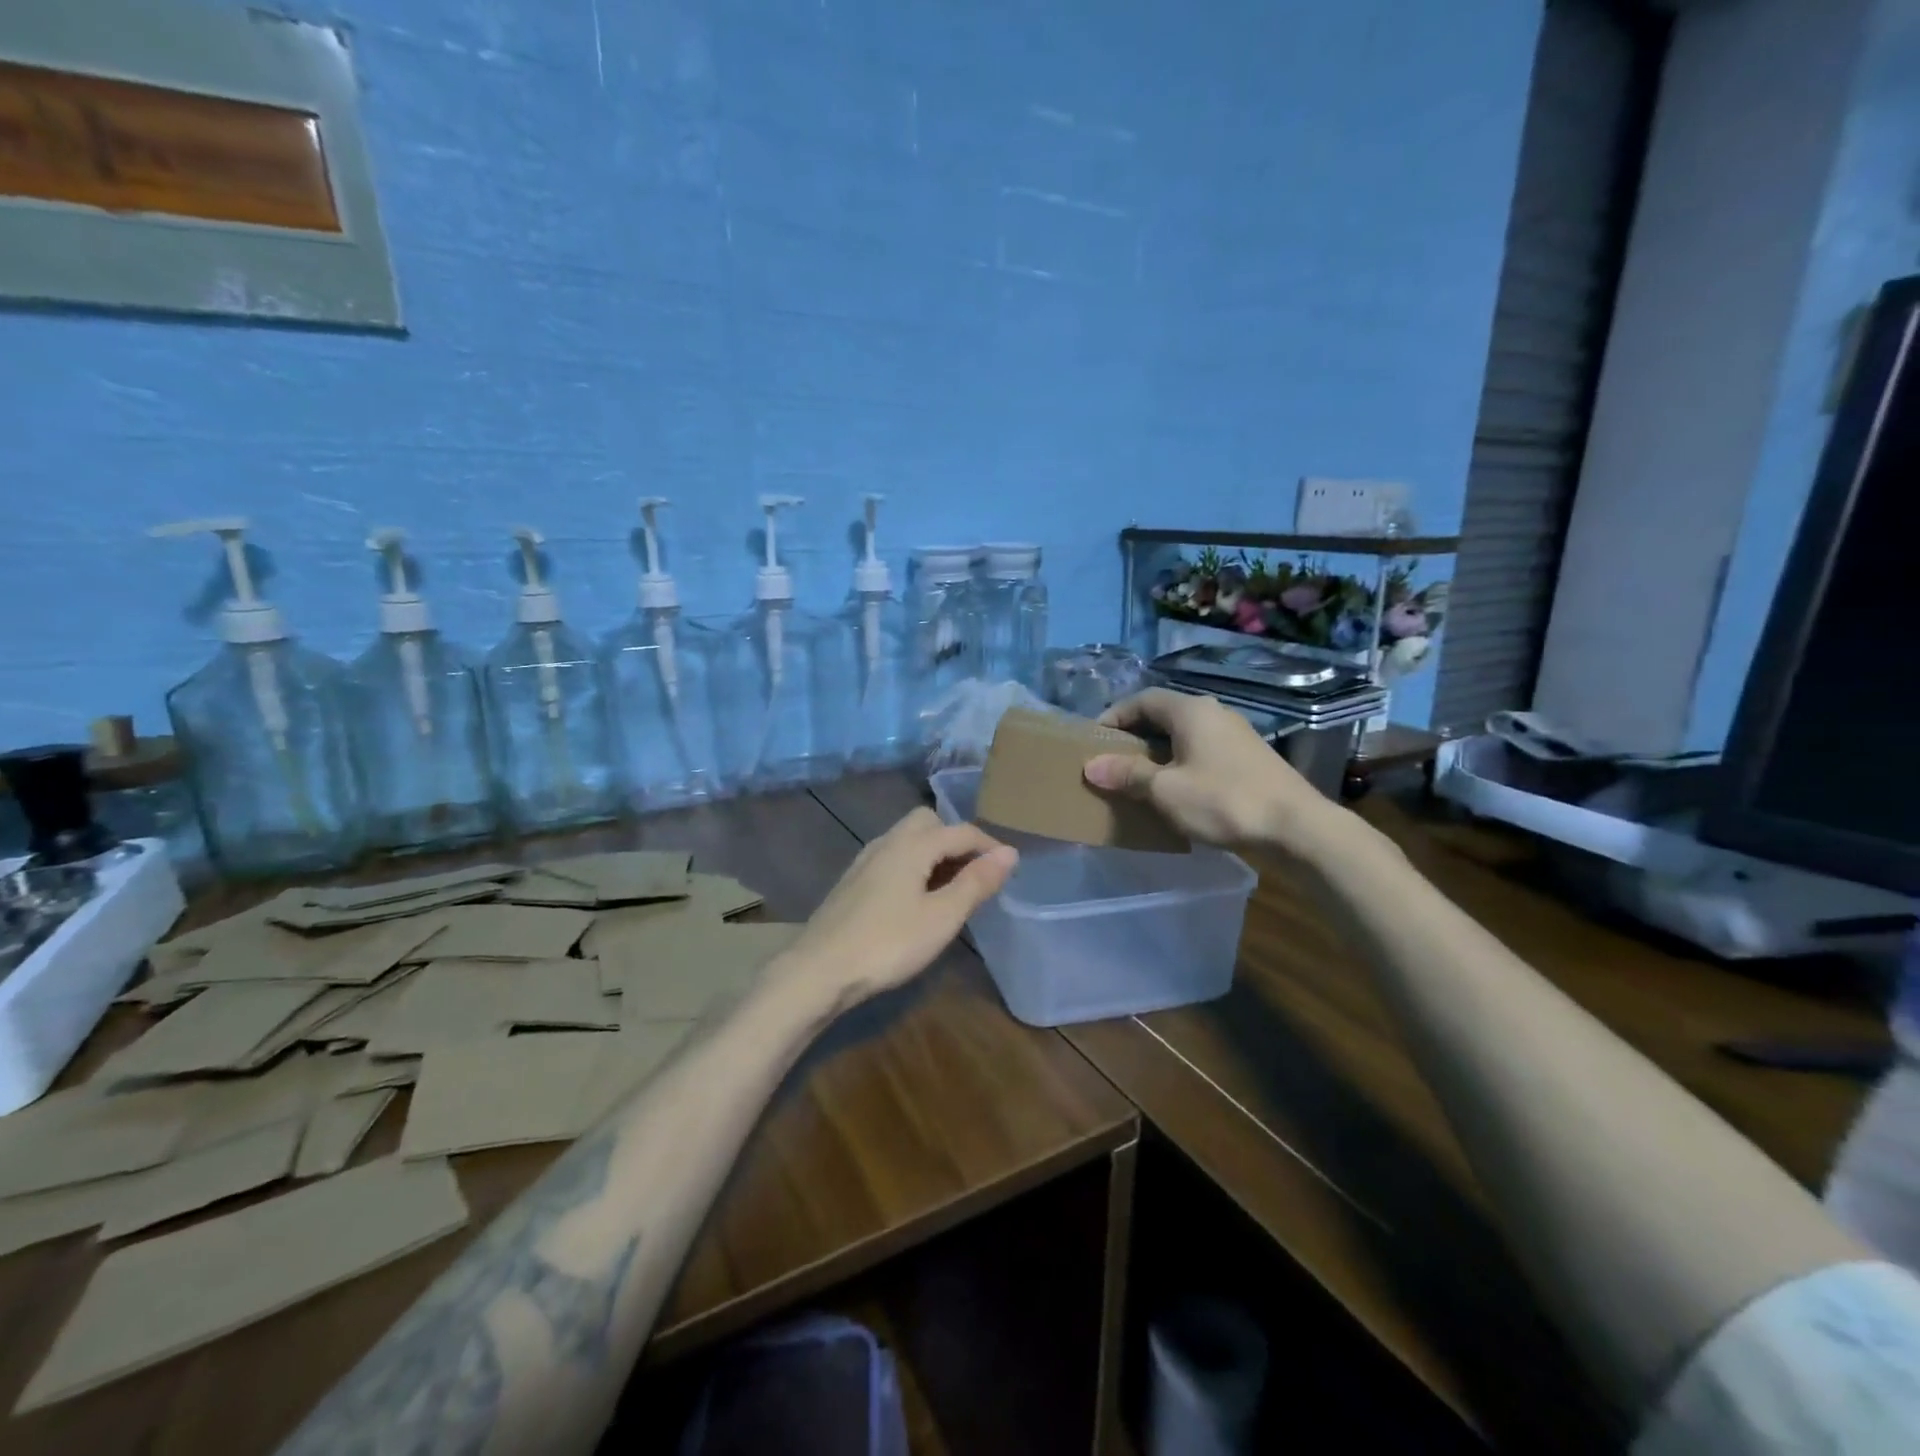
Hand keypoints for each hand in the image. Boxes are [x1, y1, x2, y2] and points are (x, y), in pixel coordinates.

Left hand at [781, 808, 1017, 1010]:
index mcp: (913, 844)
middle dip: (956, 839)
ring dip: (934, 852)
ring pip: (908, 839)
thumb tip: (1009, 852)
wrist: (819, 970)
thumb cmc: (889, 943)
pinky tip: (916, 898)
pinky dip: (914, 865)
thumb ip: (976, 882)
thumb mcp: (942, 917)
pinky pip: (893, 857)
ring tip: (950, 888)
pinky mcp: (853, 880)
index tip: (1010, 868)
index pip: (961, 831)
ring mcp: (866, 860)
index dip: (989, 846)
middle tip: (975, 874)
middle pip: (929, 822)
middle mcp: (888, 841)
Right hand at [1083, 689, 1339, 853]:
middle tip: (1112, 761)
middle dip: (1135, 736)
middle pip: (1164, 715)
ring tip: (1139, 778)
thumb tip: (1091, 765)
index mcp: (1191, 711)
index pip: (1142, 700)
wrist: (1296, 828)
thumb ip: (1127, 774)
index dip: (1114, 716)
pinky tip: (1176, 790)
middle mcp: (1214, 713)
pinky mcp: (1249, 758)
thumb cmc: (1223, 801)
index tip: (1094, 740)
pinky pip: (1203, 751)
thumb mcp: (1166, 790)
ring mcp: (1236, 735)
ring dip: (1159, 752)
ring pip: (1185, 735)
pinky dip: (1181, 763)